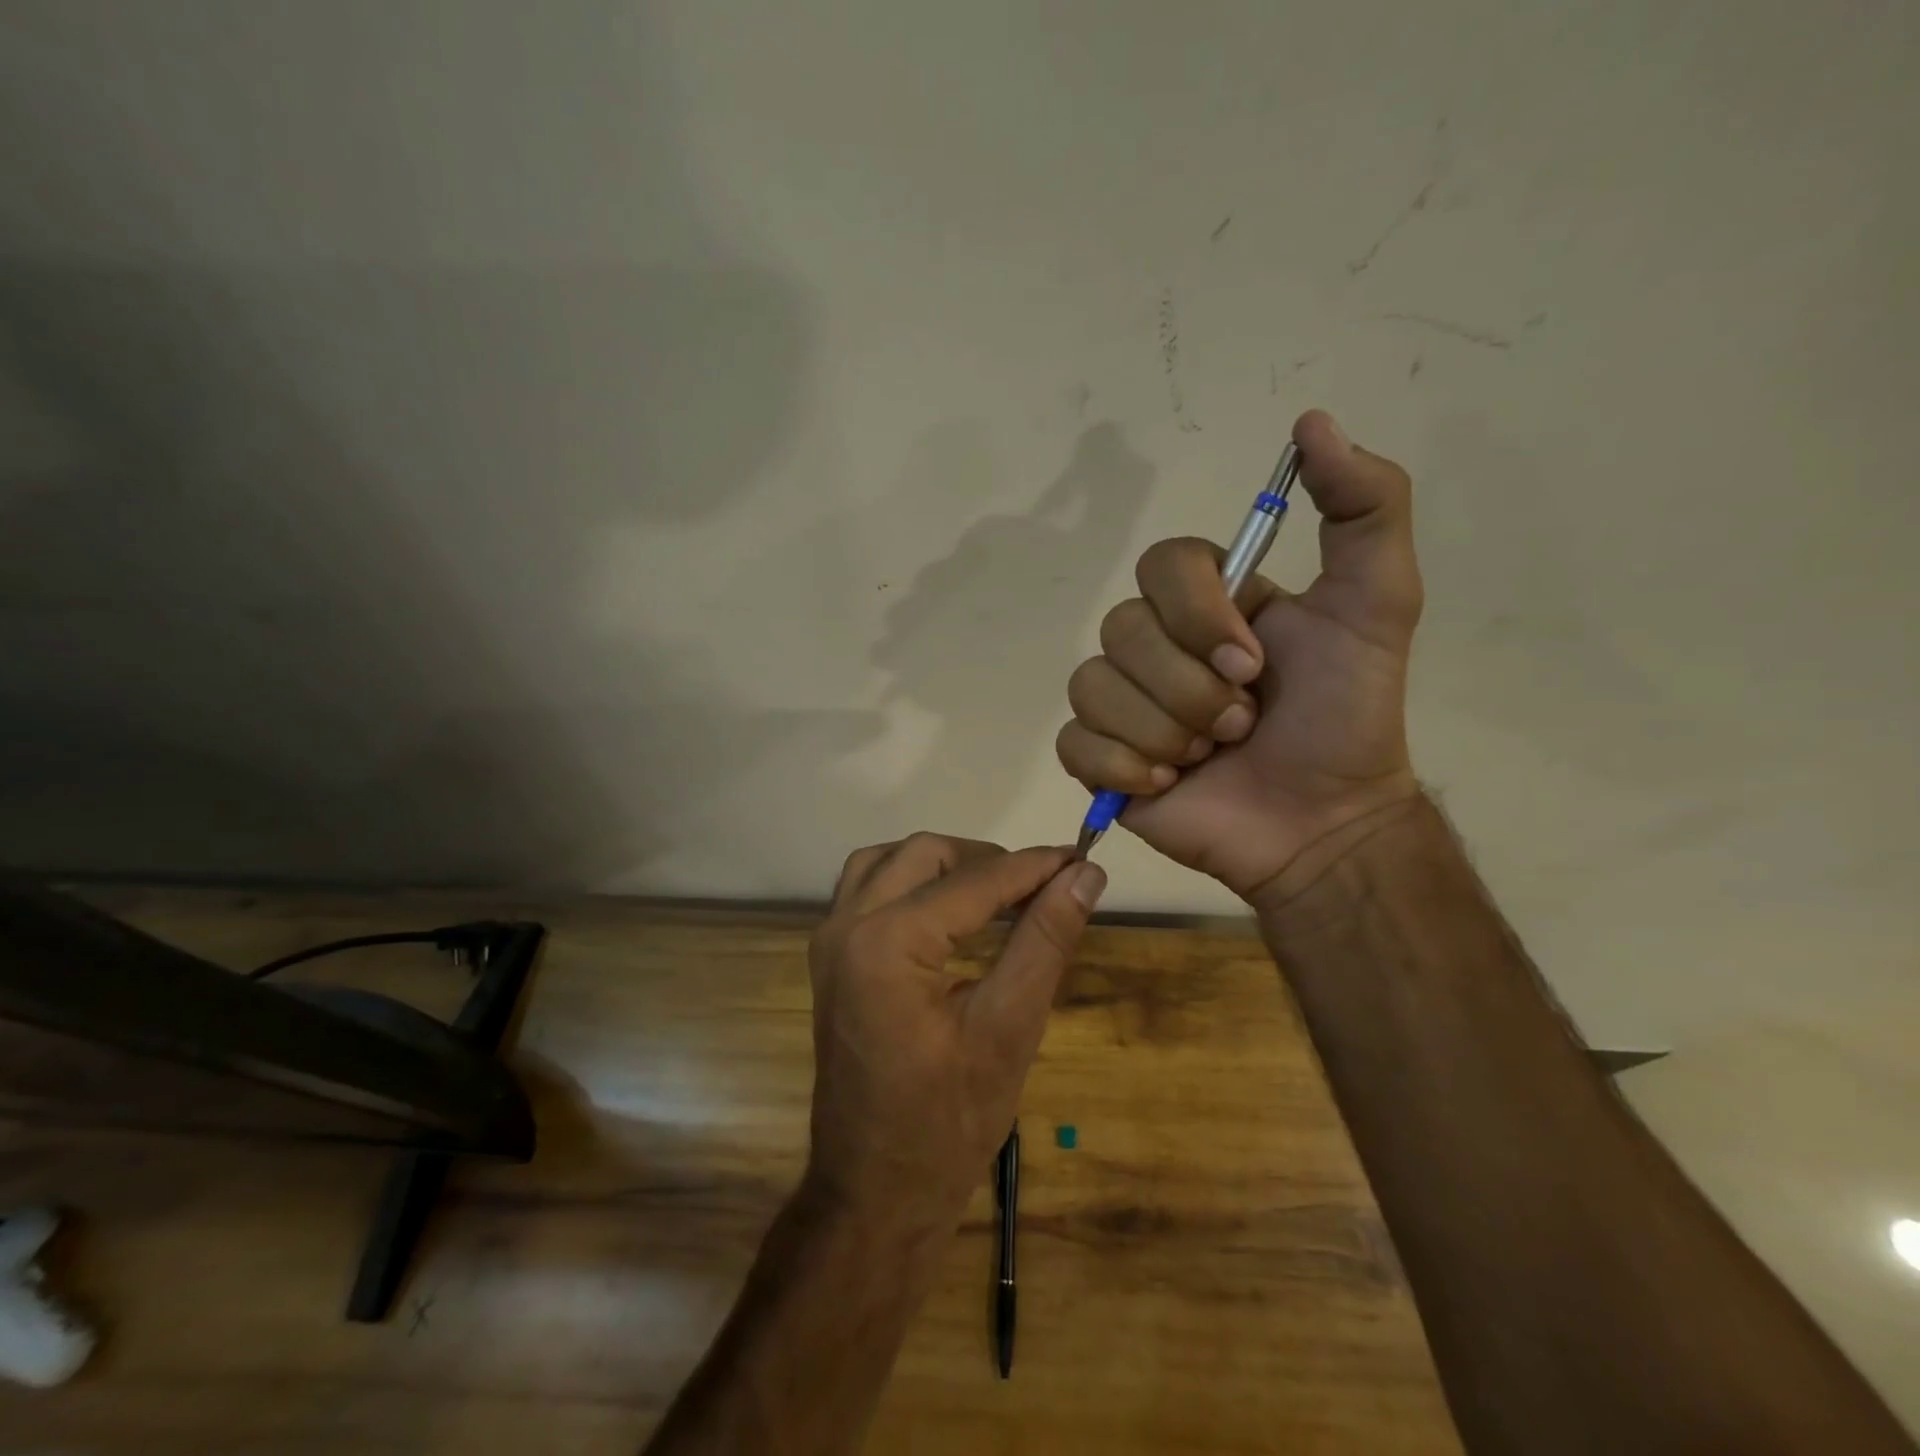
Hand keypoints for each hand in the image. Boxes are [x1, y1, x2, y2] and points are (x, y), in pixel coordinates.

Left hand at [803, 834, 1104, 1235]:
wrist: (875, 1194)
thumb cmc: (947, 1123)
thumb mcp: (1009, 1028)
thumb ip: (1046, 940)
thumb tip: (1085, 875)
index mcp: (887, 941)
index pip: (975, 880)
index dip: (1034, 866)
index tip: (1081, 857)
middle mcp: (847, 925)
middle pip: (924, 854)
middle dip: (987, 861)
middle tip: (1041, 886)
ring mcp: (829, 942)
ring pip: (888, 862)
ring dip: (943, 864)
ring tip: (997, 891)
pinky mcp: (830, 960)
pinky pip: (867, 889)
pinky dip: (911, 882)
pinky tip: (948, 911)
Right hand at [1056, 410, 1422, 902]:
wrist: (1323, 824)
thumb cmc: (1347, 718)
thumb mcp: (1378, 604)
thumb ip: (1366, 507)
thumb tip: (1311, 421)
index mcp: (1206, 602)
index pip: (1159, 565)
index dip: (1196, 614)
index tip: (1253, 663)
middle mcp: (1154, 644)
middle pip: (1121, 631)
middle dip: (1191, 689)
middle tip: (1242, 725)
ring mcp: (1121, 702)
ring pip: (1094, 687)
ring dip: (1164, 731)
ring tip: (1209, 759)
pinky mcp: (1097, 758)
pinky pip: (1075, 742)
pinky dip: (1124, 768)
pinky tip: (1167, 786)